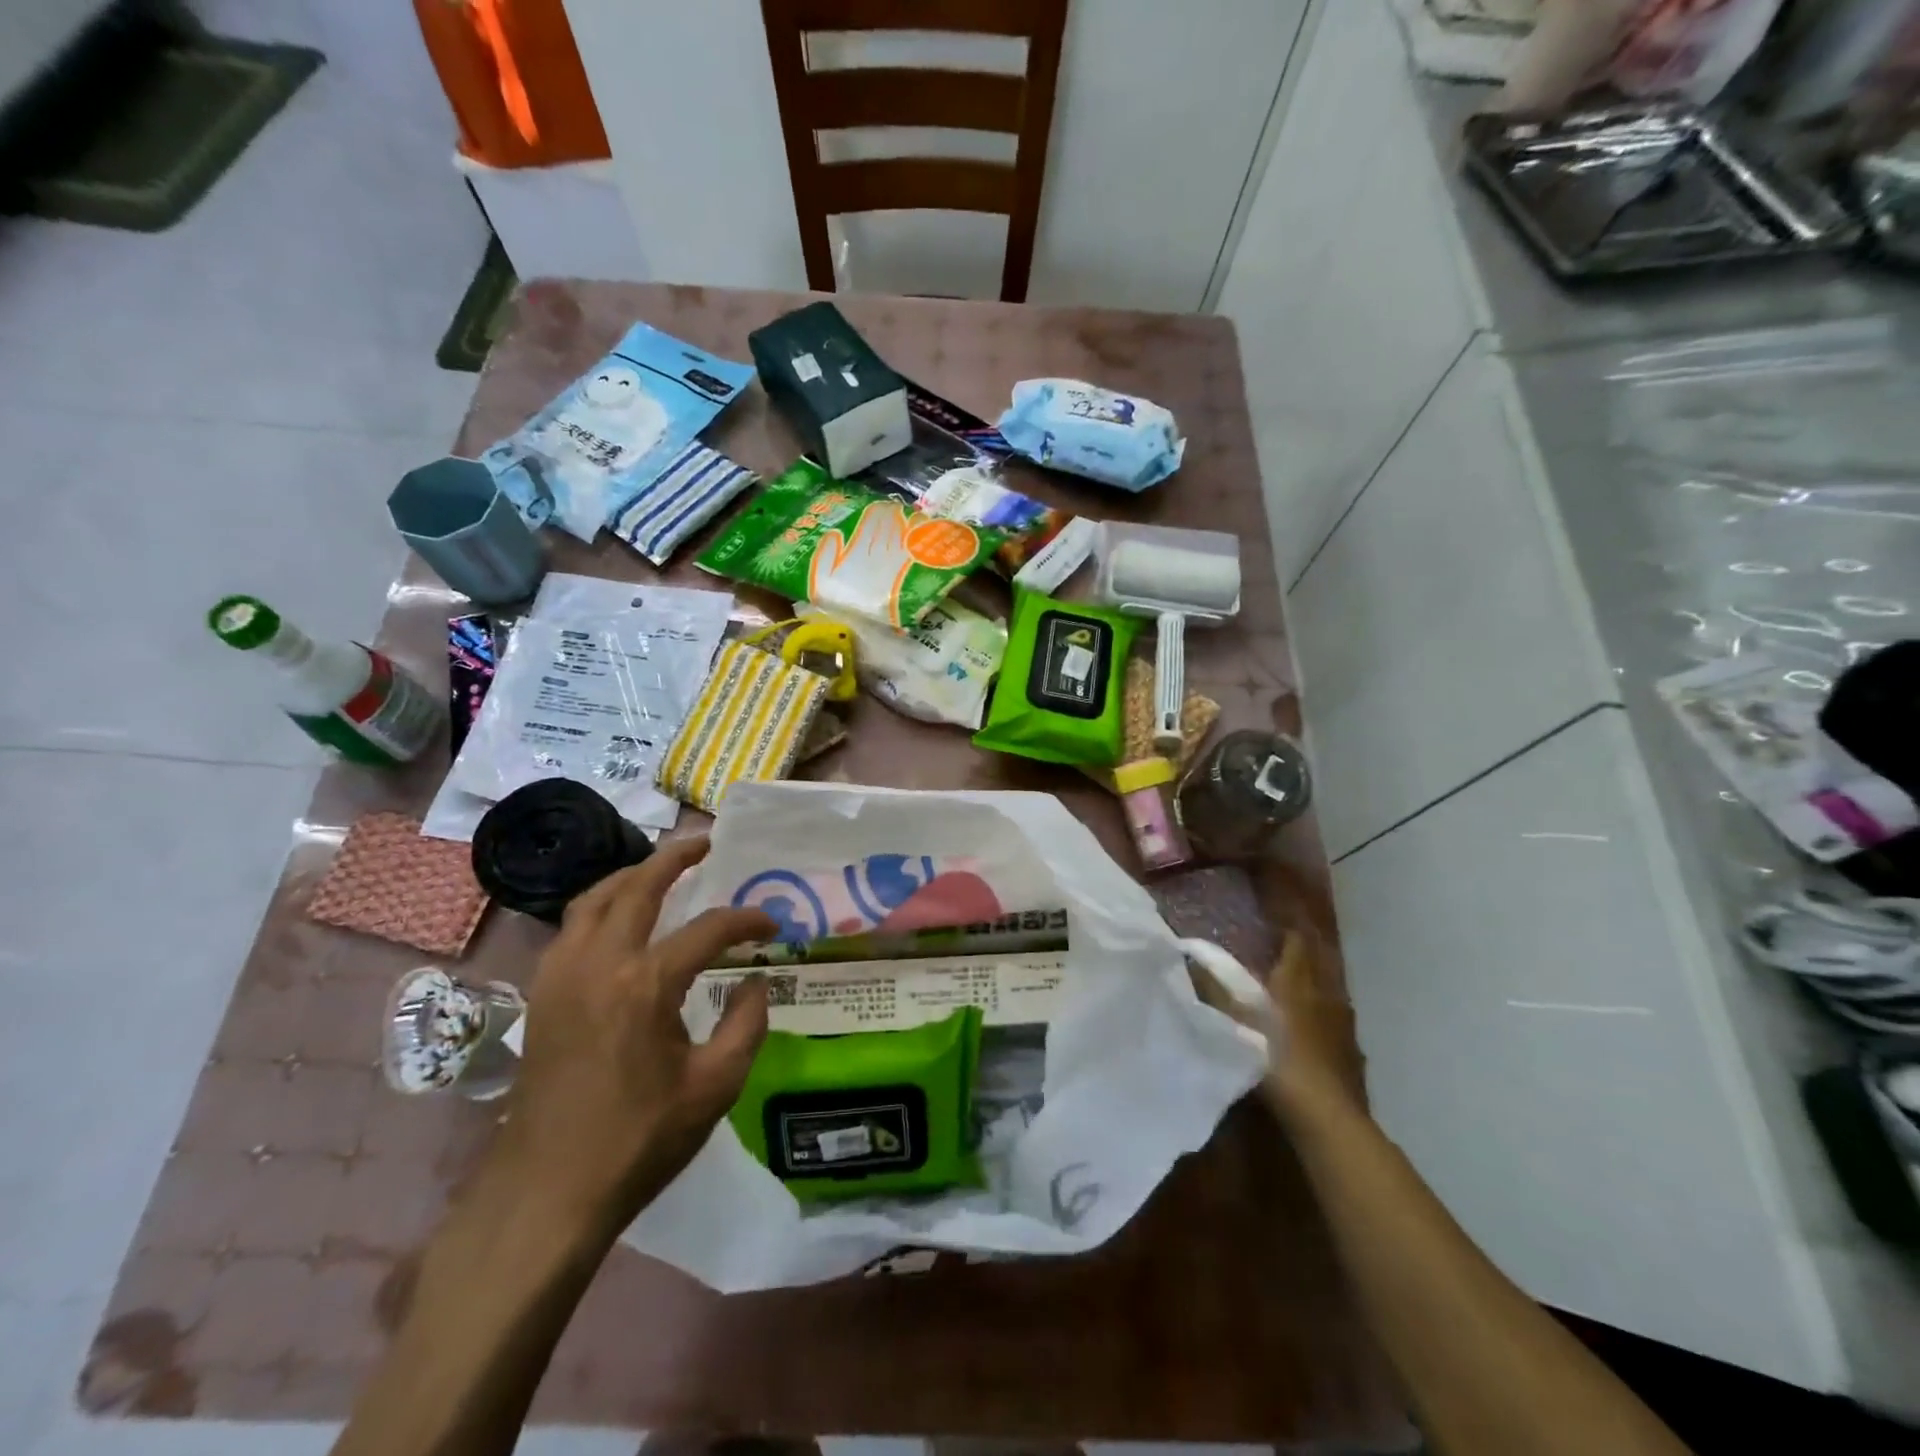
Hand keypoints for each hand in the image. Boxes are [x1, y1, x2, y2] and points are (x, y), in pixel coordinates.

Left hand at [489, 836, 776, 1233]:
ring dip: (632, 875)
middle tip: (706, 843)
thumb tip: (756, 983)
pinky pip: (572, 927)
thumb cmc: (638, 1140)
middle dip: (676, 857)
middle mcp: (600, 963)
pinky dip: (601, 906)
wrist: (546, 1192)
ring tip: (661, 869)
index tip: (772, 924)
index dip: (747, 919)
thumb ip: (747, 1024)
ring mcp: (562, 975)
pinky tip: (619, 921)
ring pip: (595, 898)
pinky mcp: (542, 994)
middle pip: (638, 887)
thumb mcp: (715, 1087)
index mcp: (646, 984)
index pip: (709, 929)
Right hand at [1198, 928, 1366, 1124]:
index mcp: (1295, 983)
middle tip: (1281, 947)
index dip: (1288, 930)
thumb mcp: (1235, 1021)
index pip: (1297, 944)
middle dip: (1302, 953)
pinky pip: (1333, 1018)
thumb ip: (1214, 989)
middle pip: (1316, 963)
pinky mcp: (1347, 1051)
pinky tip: (1310, 1026)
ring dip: (1312, 982)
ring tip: (1292, 984)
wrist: (1323, 1114)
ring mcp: (1340, 1024)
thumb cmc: (1275, 1058)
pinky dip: (1321, 1013)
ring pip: (1327, 990)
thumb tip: (1191, 958)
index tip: (1275, 922)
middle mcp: (1321, 995)